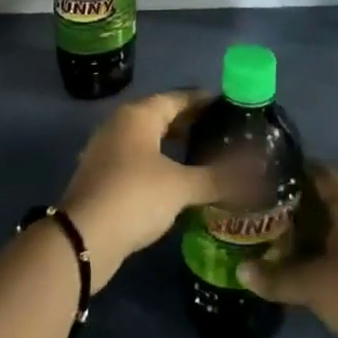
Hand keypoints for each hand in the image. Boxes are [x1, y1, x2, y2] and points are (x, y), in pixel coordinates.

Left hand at [62, 90, 220, 286]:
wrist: (83, 239)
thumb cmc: (135, 197)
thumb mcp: (180, 187)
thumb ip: (216, 177)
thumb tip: (255, 174)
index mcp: (139, 114)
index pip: (179, 98)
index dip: (204, 102)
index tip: (228, 107)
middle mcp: (120, 124)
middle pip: (161, 115)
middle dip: (190, 123)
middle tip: (220, 132)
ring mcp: (106, 149)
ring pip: (148, 138)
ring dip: (173, 144)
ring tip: (202, 155)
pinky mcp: (101, 175)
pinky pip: (136, 158)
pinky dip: (158, 162)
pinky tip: (175, 180)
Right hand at [238, 164, 337, 337]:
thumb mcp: (312, 284)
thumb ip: (276, 277)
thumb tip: (240, 270)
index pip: (319, 173)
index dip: (293, 170)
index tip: (263, 173)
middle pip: (320, 202)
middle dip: (290, 206)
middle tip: (255, 208)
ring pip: (325, 232)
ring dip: (300, 236)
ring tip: (264, 238)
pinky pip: (332, 257)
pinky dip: (312, 260)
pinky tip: (287, 270)